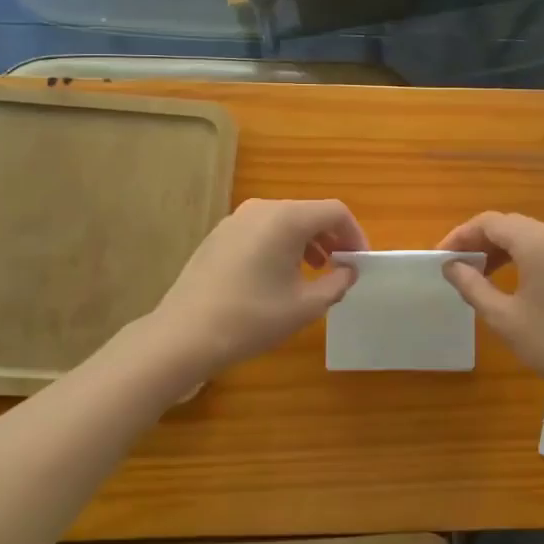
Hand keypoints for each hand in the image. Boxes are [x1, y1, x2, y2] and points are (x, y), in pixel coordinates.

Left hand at [147, 198, 367, 378]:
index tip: (360, 263)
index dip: (355, 234)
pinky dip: (281, 245)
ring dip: (306, 242)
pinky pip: (262, 231)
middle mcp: (262, 208)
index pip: (334, 212)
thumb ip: (336, 283)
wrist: (184, 335)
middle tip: (341, 268)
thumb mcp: (305, 306)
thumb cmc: (252, 318)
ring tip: (313, 273)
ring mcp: (236, 220)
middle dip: (331, 238)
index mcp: (286, 218)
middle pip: (309, 213)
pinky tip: (278, 277)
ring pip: (285, 221)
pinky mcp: (219, 235)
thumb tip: (348, 270)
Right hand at [436, 212, 543, 396]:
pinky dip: (523, 256)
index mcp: (536, 241)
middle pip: (510, 225)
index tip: (440, 257)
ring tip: (480, 275)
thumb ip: (472, 286)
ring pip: (529, 235)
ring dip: (501, 249)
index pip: (489, 222)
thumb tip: (451, 266)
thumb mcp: (504, 318)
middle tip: (457, 266)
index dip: (461, 235)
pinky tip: (513, 282)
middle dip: (479, 241)